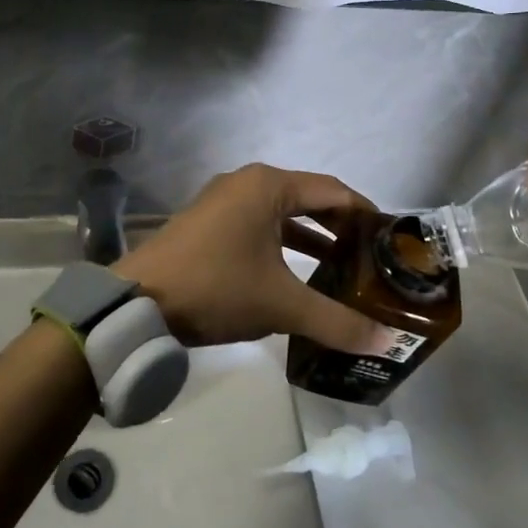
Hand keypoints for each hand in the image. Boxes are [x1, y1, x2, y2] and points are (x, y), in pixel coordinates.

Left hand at [115, 164, 384, 353]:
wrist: (137, 302)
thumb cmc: (216, 288)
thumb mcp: (281, 304)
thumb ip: (336, 321)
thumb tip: (386, 344)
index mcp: (269, 186)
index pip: (334, 191)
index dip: (366, 213)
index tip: (390, 239)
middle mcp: (247, 183)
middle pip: (308, 199)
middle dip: (340, 228)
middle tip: (370, 257)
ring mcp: (222, 201)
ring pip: (281, 214)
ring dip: (311, 239)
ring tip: (341, 269)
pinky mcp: (207, 222)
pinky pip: (257, 226)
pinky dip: (282, 245)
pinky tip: (296, 276)